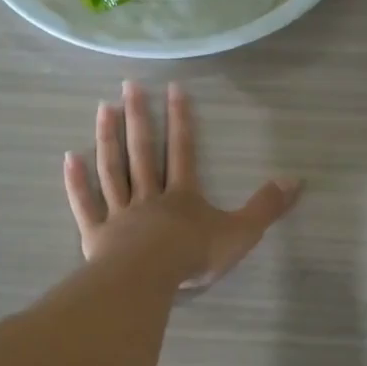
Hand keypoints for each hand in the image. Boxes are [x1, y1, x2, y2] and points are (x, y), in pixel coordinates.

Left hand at [63, 80, 299, 289]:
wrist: (147, 281)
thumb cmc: (192, 256)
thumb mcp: (240, 233)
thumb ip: (266, 207)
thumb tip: (297, 180)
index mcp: (181, 196)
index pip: (182, 150)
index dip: (180, 119)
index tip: (173, 88)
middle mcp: (149, 196)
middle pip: (142, 151)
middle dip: (138, 116)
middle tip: (129, 84)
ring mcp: (120, 213)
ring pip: (113, 169)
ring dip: (107, 138)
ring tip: (103, 108)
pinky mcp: (96, 234)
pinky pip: (85, 203)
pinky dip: (77, 181)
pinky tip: (70, 157)